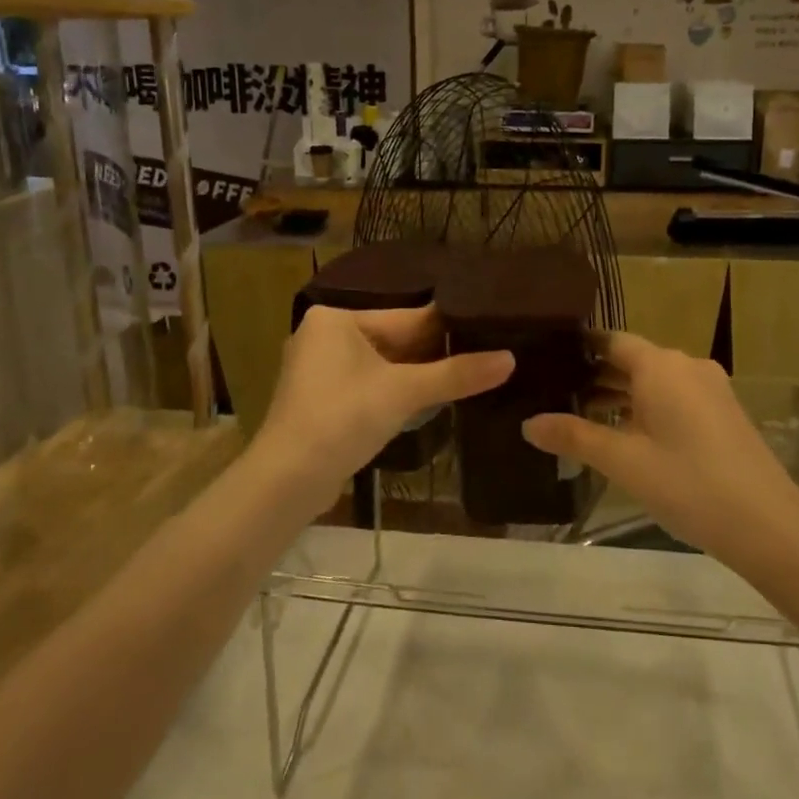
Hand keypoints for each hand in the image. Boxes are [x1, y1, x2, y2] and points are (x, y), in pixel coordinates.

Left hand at [249, 305, 512, 518]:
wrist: (287, 481)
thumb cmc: (342, 419)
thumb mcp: (404, 393)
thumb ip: (456, 374)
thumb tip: (510, 359)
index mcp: (336, 319)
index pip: (404, 317)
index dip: (447, 327)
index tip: (487, 327)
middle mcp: (323, 336)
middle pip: (394, 340)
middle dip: (434, 353)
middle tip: (486, 352)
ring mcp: (318, 370)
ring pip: (382, 365)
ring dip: (418, 375)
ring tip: (468, 374)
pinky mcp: (320, 400)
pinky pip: (369, 385)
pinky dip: (396, 391)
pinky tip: (429, 399)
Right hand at [522, 331, 798, 562]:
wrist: (769, 525)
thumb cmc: (688, 483)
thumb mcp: (623, 461)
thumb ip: (574, 436)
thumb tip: (528, 424)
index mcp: (661, 366)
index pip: (610, 341)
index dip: (578, 348)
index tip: (544, 359)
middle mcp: (686, 366)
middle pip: (631, 360)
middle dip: (593, 376)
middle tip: (551, 393)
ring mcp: (710, 389)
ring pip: (653, 381)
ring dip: (619, 395)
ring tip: (578, 416)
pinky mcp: (722, 413)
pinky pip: (673, 398)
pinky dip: (645, 408)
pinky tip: (624, 435)